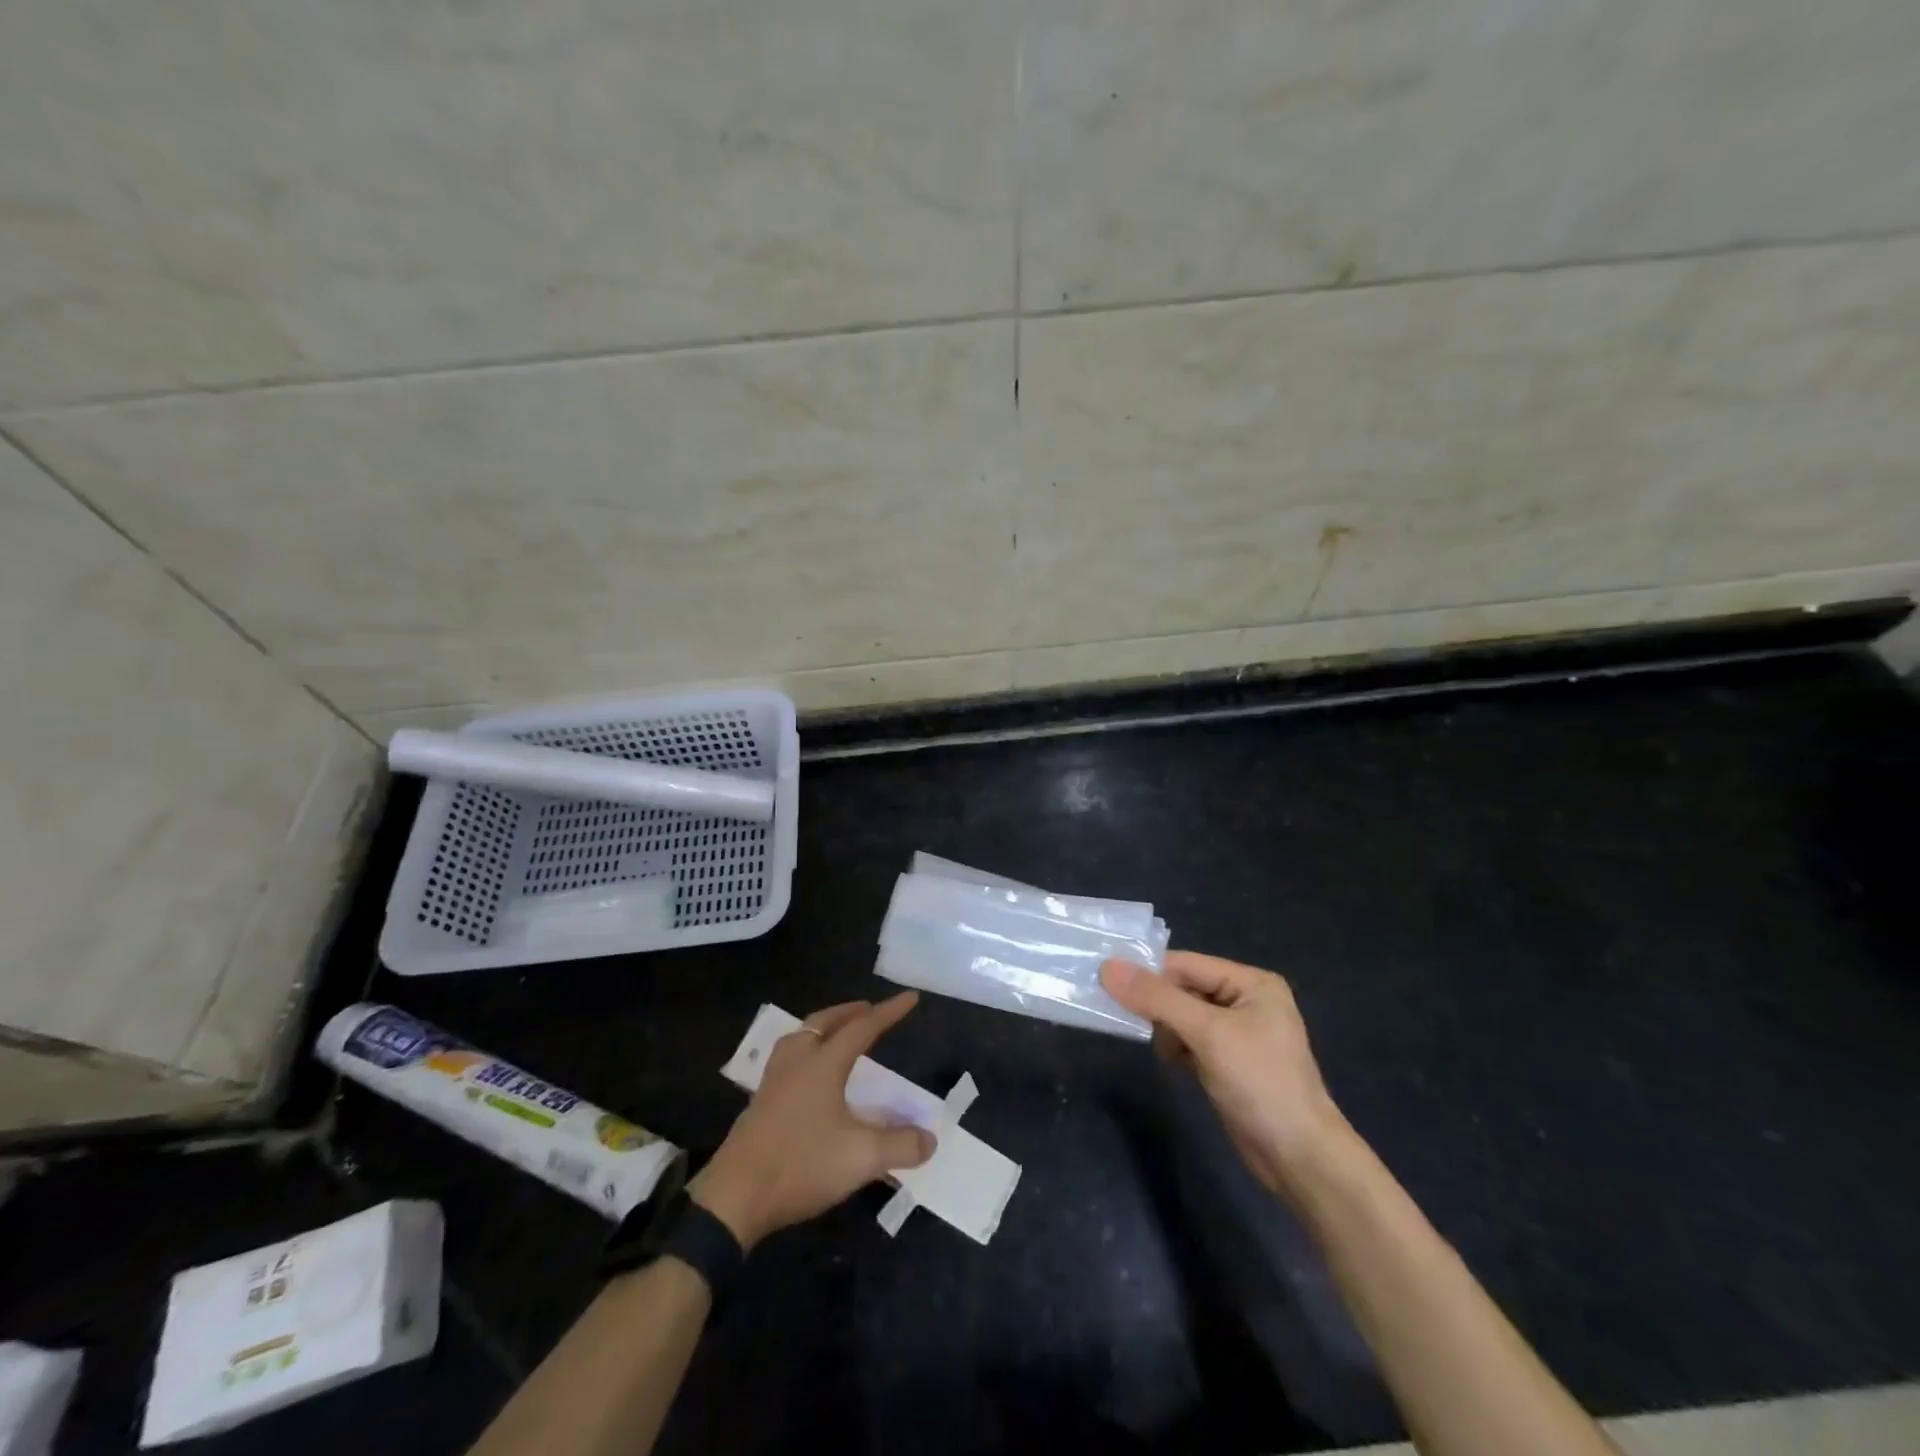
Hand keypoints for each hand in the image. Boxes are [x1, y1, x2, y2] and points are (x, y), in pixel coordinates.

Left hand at [689, 993, 935, 1249]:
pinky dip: (805, 1051)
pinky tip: (808, 1076)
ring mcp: (773, 1082)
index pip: (863, 1028)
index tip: (910, 997)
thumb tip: (930, 1139)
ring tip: (836, 1033)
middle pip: (824, 1022)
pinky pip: (787, 1058)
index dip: (889, 1012)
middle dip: (850, 1012)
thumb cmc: (801, 1165)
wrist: (734, 1197)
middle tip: (869, 1009)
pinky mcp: (760, 1104)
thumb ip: (900, 1146)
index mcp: (823, 1064)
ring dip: (822, 1027)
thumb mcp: (861, 1158)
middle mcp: (797, 1062)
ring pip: (800, 1036)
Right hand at [1101, 952, 1352, 1201]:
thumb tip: (1107, 967)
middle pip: (1184, 988)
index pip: (1186, 964)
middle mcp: (1246, 1000)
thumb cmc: (1260, 1083)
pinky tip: (1175, 1064)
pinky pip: (1191, 1040)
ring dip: (1167, 1029)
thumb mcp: (1207, 1033)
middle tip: (1126, 1017)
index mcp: (1252, 982)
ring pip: (1183, 1016)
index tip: (1106, 981)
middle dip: (1157, 1004)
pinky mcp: (1229, 1062)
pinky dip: (1177, 1047)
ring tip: (1167, 1051)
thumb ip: (1157, 998)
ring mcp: (1239, 1033)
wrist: (1299, 1158)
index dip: (1149, 972)